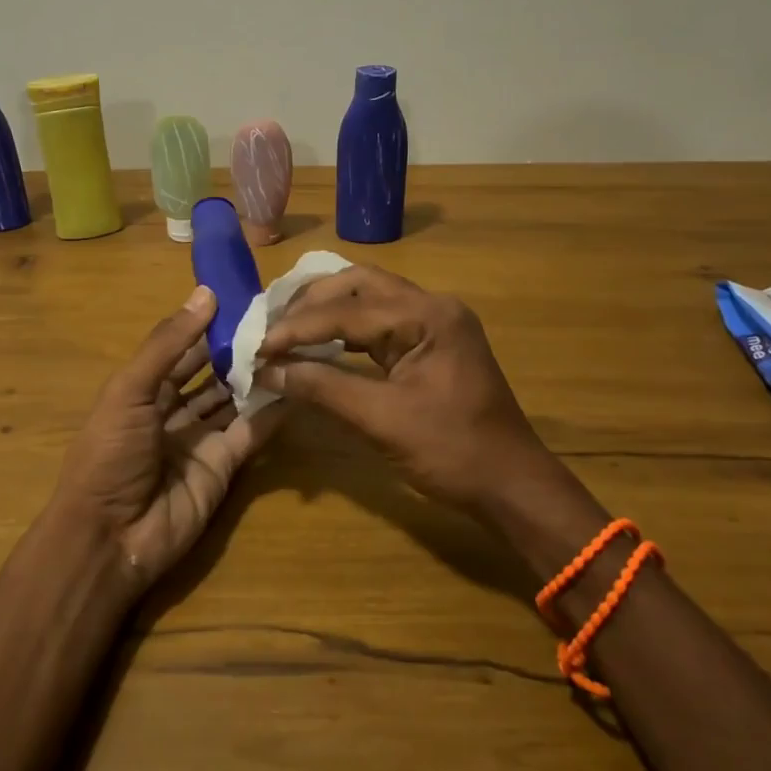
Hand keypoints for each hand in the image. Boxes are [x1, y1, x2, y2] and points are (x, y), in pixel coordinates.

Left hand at [56, 285, 282, 590]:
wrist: (111, 538)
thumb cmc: (110, 454)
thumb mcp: (130, 391)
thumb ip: (168, 344)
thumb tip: (206, 293)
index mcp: (142, 391)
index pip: (181, 350)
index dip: (207, 325)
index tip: (242, 297)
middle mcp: (172, 412)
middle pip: (210, 374)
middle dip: (236, 350)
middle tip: (276, 320)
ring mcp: (200, 441)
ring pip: (233, 401)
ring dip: (256, 377)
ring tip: (291, 345)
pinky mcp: (224, 467)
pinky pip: (251, 433)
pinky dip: (271, 413)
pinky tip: (295, 386)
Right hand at [254, 265, 554, 513]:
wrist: (512, 485)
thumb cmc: (452, 452)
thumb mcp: (382, 420)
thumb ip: (322, 388)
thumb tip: (267, 371)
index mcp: (428, 316)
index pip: (347, 311)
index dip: (298, 329)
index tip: (259, 348)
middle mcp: (433, 306)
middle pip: (359, 285)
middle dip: (311, 303)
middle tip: (272, 326)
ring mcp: (435, 322)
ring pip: (369, 298)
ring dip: (327, 311)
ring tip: (287, 329)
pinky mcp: (432, 342)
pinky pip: (381, 322)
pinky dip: (347, 329)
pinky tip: (320, 342)